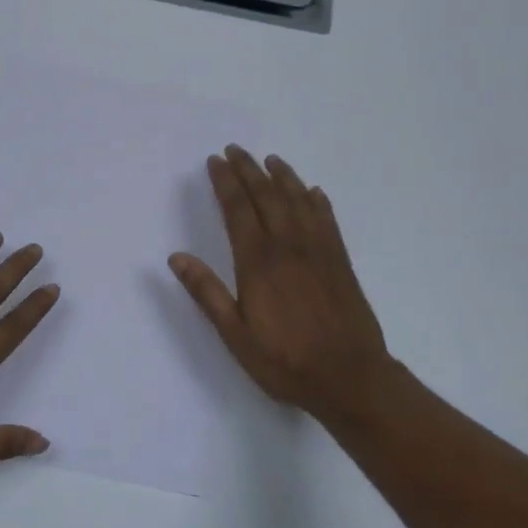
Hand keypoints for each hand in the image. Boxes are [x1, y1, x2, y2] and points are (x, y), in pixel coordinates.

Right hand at [168, 146, 392, 423]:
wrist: (351, 378)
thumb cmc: (285, 361)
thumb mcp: (235, 334)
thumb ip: (207, 293)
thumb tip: (176, 257)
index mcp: (258, 263)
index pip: (238, 211)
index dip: (225, 183)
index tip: (215, 161)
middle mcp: (289, 247)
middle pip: (267, 197)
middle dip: (249, 171)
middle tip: (235, 149)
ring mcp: (319, 252)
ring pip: (299, 202)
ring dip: (283, 177)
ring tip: (270, 160)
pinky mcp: (341, 262)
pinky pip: (327, 220)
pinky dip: (317, 201)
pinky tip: (312, 192)